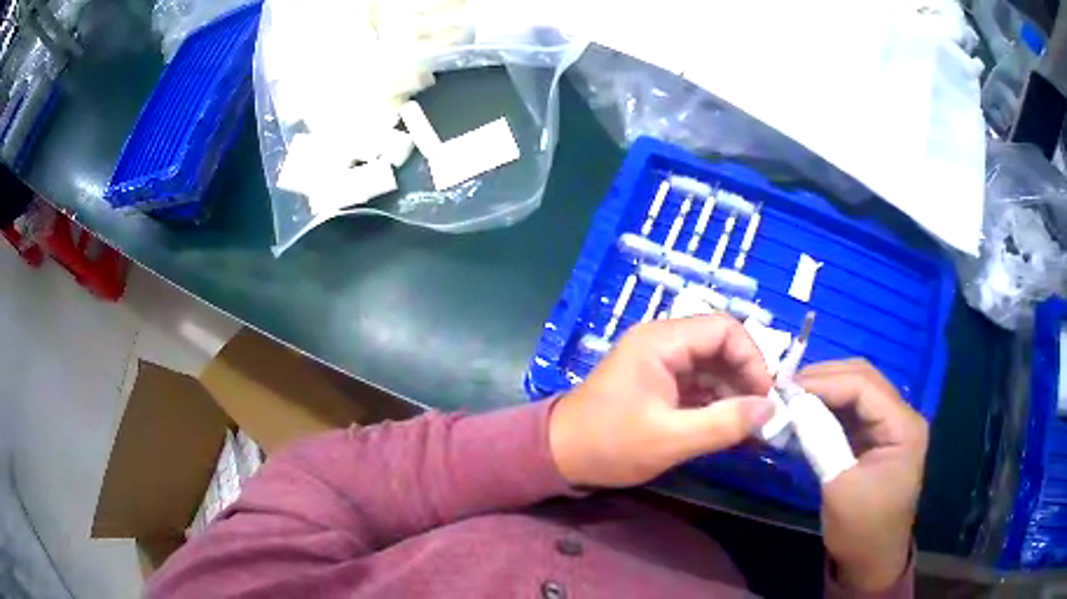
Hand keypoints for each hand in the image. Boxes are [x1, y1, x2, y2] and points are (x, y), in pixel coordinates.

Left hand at [548, 315, 774, 488]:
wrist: (558, 457)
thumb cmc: (609, 445)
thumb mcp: (671, 439)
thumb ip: (724, 423)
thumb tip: (770, 409)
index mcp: (661, 342)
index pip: (724, 329)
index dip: (752, 358)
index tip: (764, 396)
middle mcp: (662, 343)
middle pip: (719, 346)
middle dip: (744, 377)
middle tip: (760, 414)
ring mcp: (659, 363)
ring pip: (711, 366)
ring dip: (732, 392)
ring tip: (748, 425)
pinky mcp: (657, 383)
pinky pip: (696, 384)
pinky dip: (715, 402)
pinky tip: (728, 427)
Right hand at [796, 359, 927, 592]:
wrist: (871, 561)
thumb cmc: (860, 529)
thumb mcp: (839, 487)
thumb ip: (821, 440)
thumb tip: (793, 404)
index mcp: (903, 426)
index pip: (864, 386)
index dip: (825, 382)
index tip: (785, 389)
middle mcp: (901, 416)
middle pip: (863, 379)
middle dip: (823, 380)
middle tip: (784, 389)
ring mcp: (889, 426)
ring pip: (856, 391)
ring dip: (824, 392)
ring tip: (790, 399)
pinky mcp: (875, 438)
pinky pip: (851, 412)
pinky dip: (827, 410)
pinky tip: (804, 415)